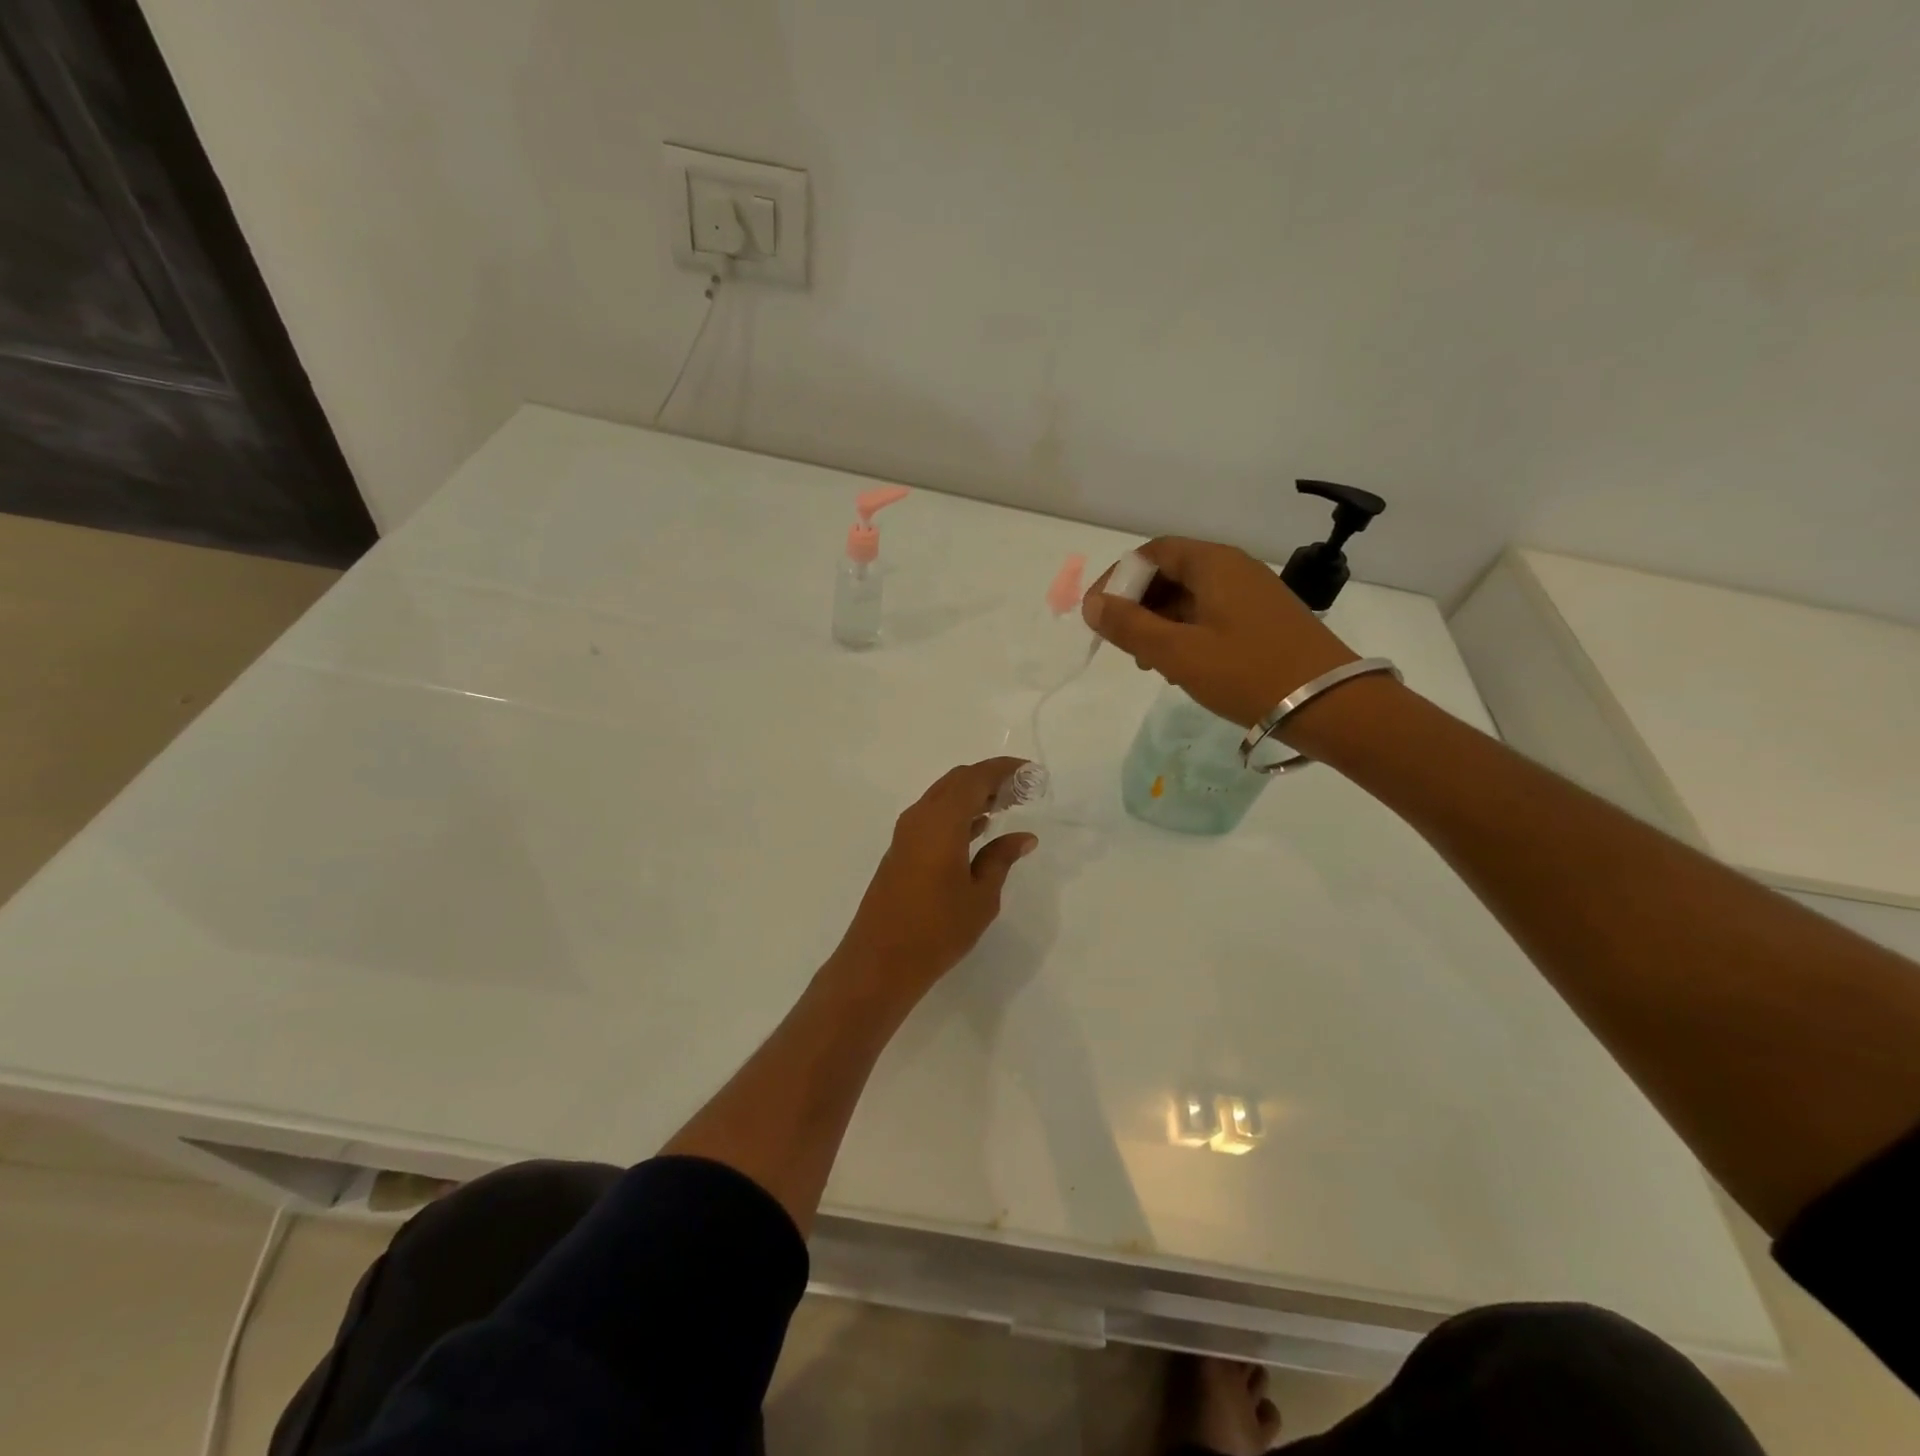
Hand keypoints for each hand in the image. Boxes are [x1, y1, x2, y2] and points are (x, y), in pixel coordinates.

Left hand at [831, 758, 1037, 1002]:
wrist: (879, 961)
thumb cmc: (937, 930)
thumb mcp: (981, 896)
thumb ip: (1001, 859)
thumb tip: (1023, 837)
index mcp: (942, 821)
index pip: (975, 778)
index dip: (1004, 769)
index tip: (1030, 772)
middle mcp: (920, 817)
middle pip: (957, 781)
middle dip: (989, 779)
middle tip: (1022, 790)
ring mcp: (906, 834)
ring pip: (943, 798)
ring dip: (973, 796)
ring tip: (1007, 806)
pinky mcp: (900, 850)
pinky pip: (933, 816)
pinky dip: (957, 814)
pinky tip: (979, 829)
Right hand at [1083, 537, 1359, 728]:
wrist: (1331, 705)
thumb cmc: (1248, 673)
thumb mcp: (1178, 652)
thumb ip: (1129, 626)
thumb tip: (1092, 604)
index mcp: (1213, 563)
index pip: (1152, 553)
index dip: (1117, 580)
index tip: (1097, 615)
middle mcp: (1233, 569)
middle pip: (1170, 573)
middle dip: (1137, 604)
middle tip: (1120, 643)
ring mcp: (1251, 595)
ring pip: (1189, 597)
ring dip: (1158, 623)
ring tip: (1147, 662)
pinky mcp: (1262, 621)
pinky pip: (1210, 615)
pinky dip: (1185, 634)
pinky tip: (1180, 667)